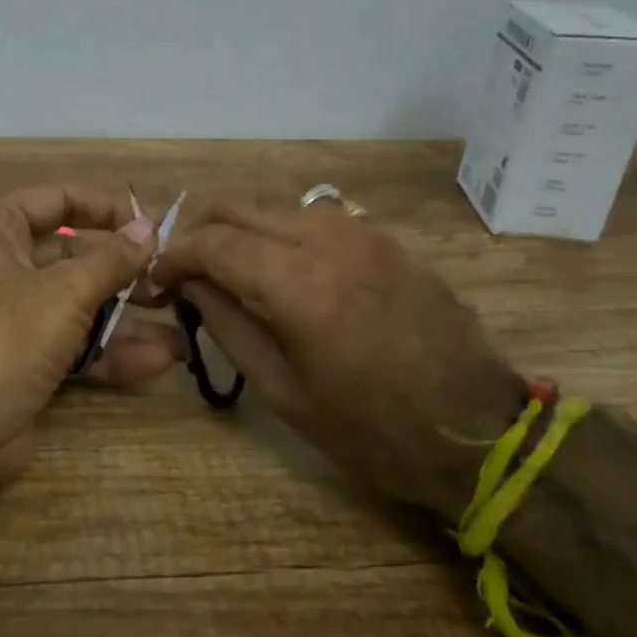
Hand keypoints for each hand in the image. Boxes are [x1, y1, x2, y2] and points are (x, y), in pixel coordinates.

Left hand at [0, 185, 184, 494]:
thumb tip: (148, 227)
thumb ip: (113, 259)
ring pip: (76, 306)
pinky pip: (70, 344)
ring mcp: (10, 316)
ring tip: (180, 328)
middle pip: (72, 257)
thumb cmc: (4, 338)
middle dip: (124, 273)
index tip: (150, 224)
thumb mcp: (65, 292)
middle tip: (170, 283)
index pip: (56, 200)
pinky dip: (108, 352)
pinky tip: (158, 362)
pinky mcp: (21, 360)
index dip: (106, 208)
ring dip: (126, 319)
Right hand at [150, 193, 525, 516]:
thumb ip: (228, 326)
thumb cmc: (371, 429)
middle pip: (239, 205)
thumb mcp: (283, 391)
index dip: (174, 256)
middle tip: (184, 268)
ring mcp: (362, 232)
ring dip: (241, 226)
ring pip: (276, 203)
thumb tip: (191, 286)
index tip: (156, 279)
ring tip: (228, 267)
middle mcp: (326, 239)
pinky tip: (280, 266)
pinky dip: (281, 229)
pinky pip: (315, 215)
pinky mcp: (385, 239)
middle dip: (199, 229)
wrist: (480, 433)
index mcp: (296, 283)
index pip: (212, 242)